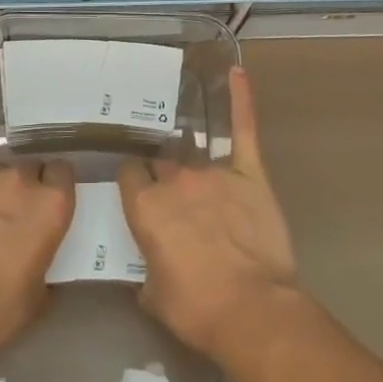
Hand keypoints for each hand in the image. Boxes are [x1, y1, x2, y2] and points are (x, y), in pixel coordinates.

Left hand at [0, 130, 75, 354]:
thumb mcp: (39, 291)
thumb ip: (46, 255)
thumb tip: (42, 250)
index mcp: (52, 204)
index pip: (63, 172)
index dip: (54, 185)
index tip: (46, 200)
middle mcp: (22, 178)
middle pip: (29, 165)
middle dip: (22, 183)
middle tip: (8, 209)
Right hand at [118, 68, 299, 360]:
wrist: (253, 310)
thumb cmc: (197, 309)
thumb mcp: (153, 295)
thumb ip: (145, 265)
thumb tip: (148, 261)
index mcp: (146, 206)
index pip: (129, 174)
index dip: (133, 182)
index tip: (137, 190)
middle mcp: (175, 180)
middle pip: (161, 162)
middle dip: (162, 174)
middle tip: (169, 189)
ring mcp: (214, 172)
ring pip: (193, 151)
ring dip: (189, 154)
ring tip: (185, 139)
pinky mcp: (250, 173)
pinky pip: (243, 128)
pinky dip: (241, 98)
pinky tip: (236, 71)